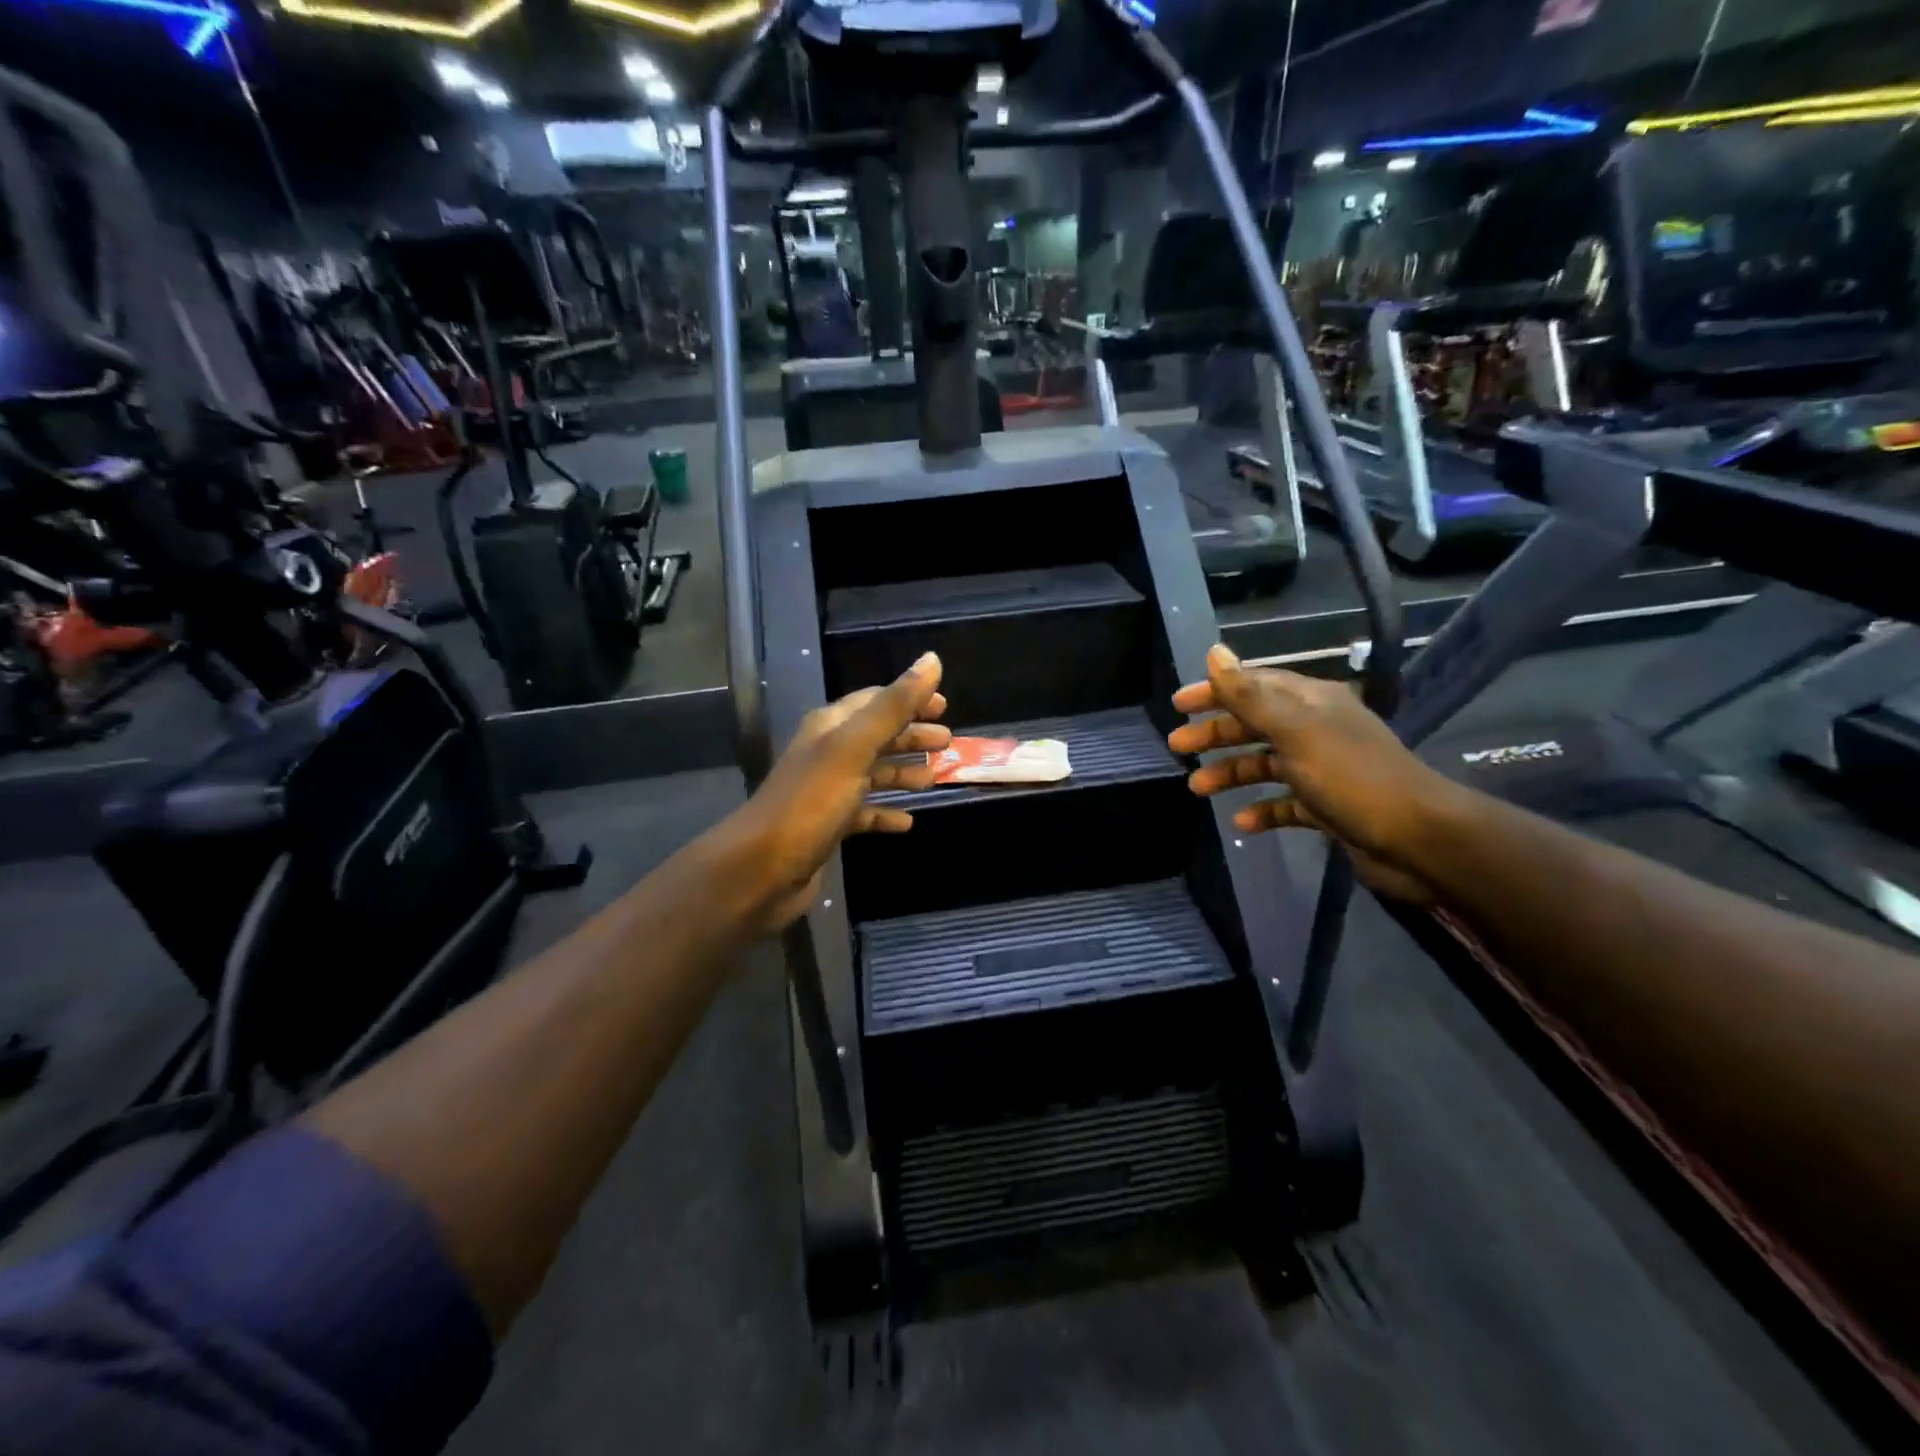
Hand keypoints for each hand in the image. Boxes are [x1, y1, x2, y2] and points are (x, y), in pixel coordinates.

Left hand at [715, 652, 950, 937]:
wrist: (762, 868)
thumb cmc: (811, 802)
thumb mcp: (854, 747)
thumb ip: (893, 706)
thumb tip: (932, 660)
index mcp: (831, 727)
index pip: (875, 701)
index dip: (909, 699)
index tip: (944, 705)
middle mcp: (828, 753)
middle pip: (877, 736)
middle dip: (911, 736)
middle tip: (948, 743)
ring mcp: (828, 791)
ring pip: (873, 774)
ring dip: (903, 773)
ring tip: (935, 778)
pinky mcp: (829, 826)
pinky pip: (865, 812)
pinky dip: (887, 813)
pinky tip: (907, 822)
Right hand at [1168, 644, 1459, 902]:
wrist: (1417, 839)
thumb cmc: (1351, 777)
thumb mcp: (1294, 731)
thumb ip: (1249, 695)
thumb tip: (1214, 652)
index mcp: (1312, 703)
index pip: (1255, 686)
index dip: (1216, 692)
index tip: (1179, 705)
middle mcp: (1317, 730)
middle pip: (1255, 725)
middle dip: (1216, 734)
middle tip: (1177, 747)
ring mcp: (1323, 770)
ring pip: (1266, 765)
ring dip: (1232, 773)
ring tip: (1197, 789)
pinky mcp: (1328, 807)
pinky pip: (1285, 803)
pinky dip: (1262, 810)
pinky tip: (1242, 822)